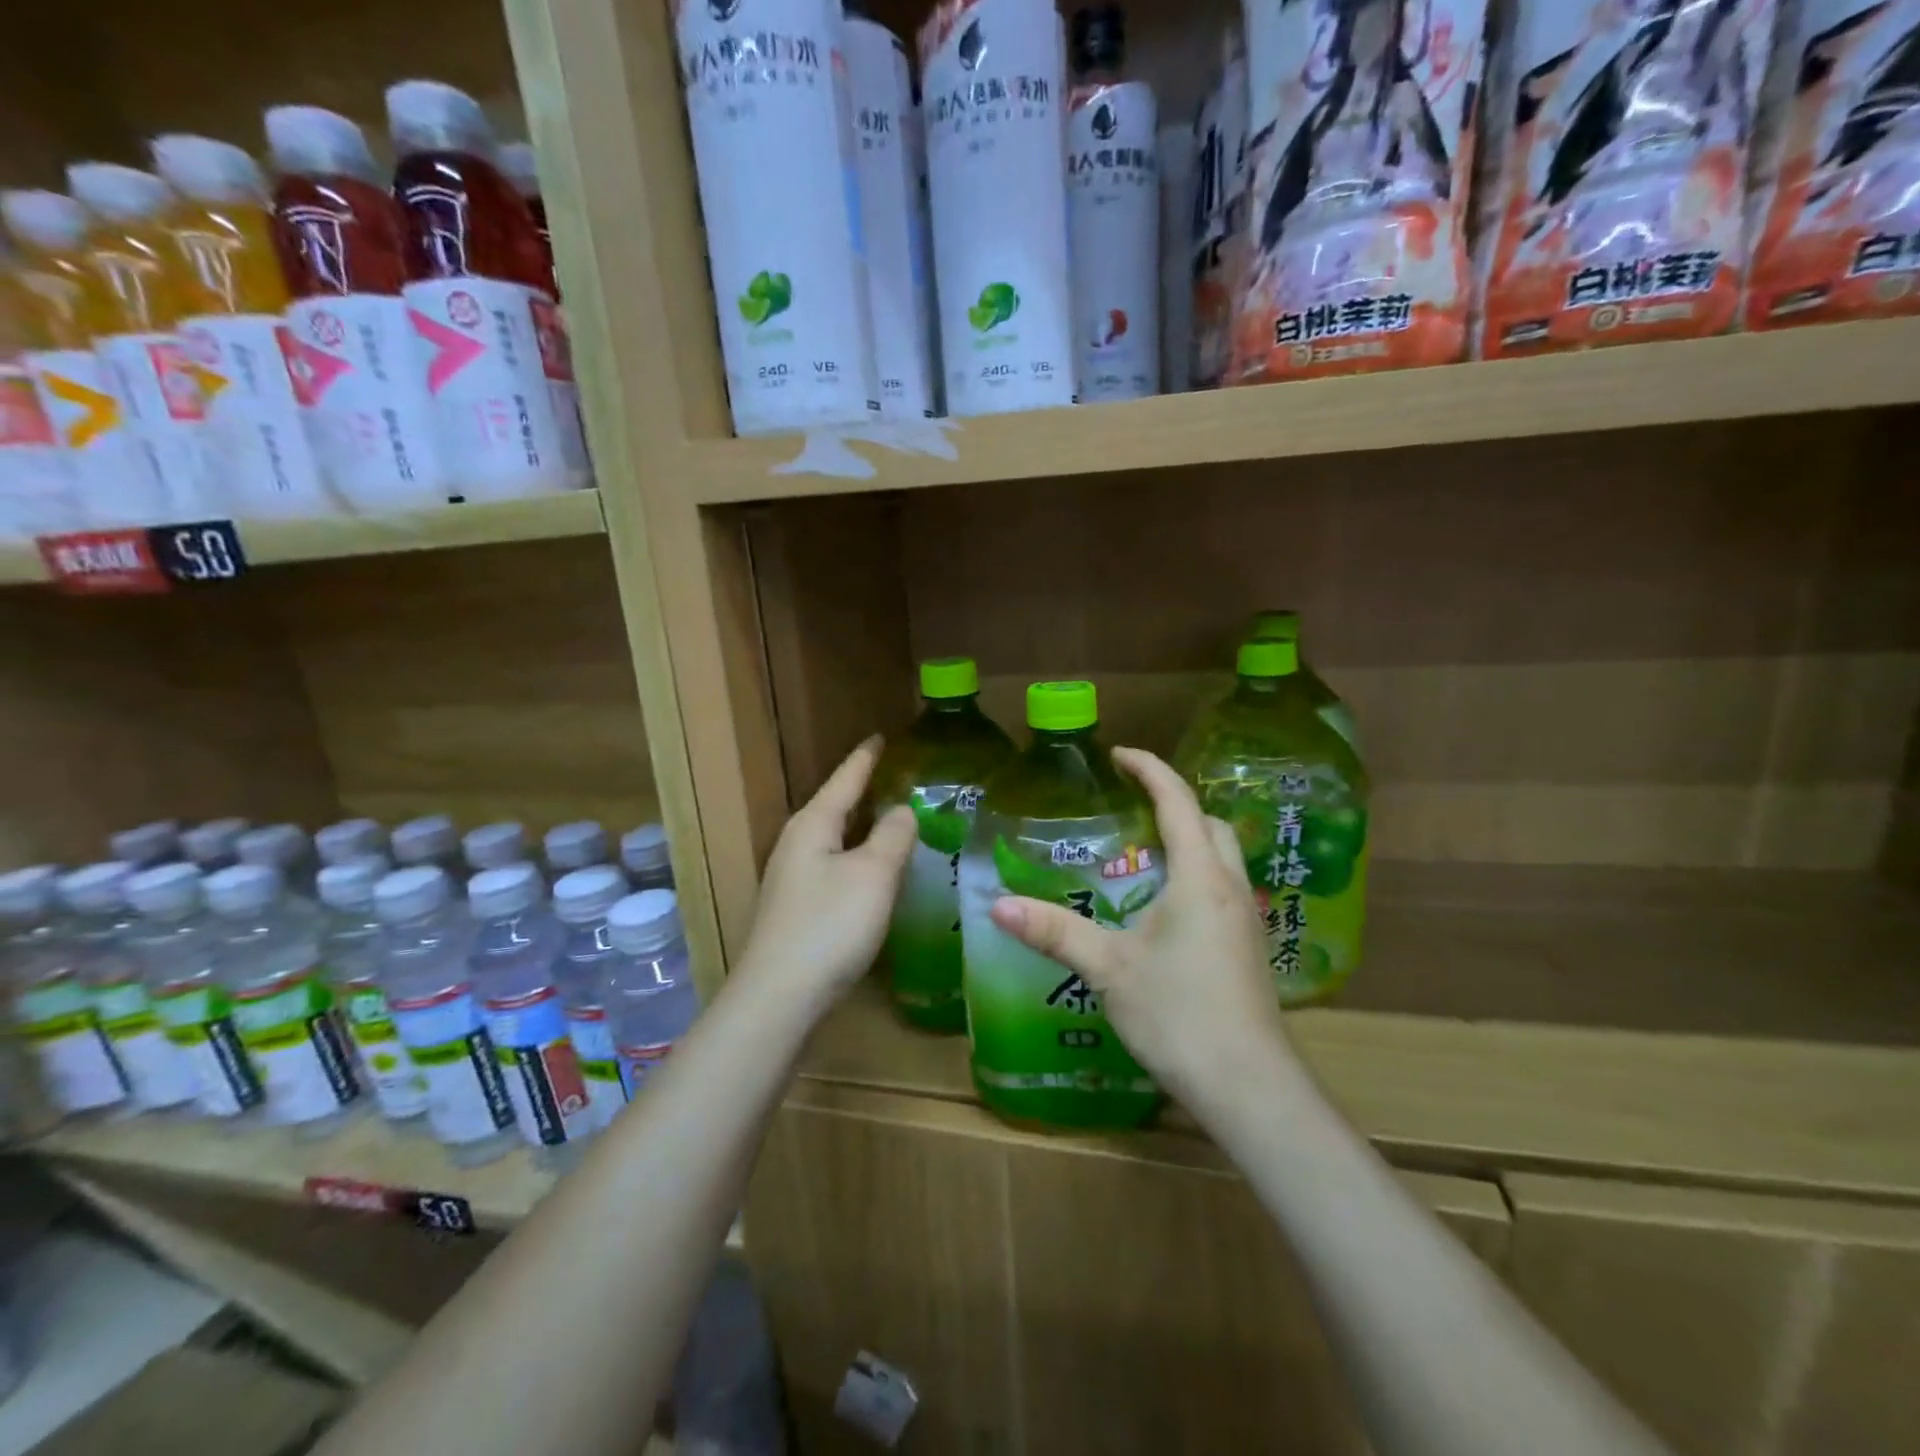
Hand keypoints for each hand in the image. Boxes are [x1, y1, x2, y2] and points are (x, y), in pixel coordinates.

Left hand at [738, 735, 916, 1014]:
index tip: (880, 737)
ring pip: (833, 839)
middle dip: (863, 791)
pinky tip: (872, 871)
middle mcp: (797, 845)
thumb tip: (902, 809)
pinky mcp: (798, 909)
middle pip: (835, 807)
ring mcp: (793, 879)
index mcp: (813, 825)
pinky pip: (833, 867)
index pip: (845, 779)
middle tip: (895, 777)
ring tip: (891, 818)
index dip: (865, 758)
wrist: (780, 997)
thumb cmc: (830, 926)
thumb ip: (893, 836)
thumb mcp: (873, 874)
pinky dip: (856, 858)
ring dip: (861, 827)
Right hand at [988, 747, 1291, 1110]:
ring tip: (1142, 852)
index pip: (1178, 801)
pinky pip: (1222, 887)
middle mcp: (1229, 887)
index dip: (1150, 769)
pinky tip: (1163, 907)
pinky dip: (1195, 873)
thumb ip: (1054, 931)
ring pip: (1222, 856)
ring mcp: (1246, 919)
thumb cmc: (1179, 1014)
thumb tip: (996, 904)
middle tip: (1130, 807)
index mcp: (1199, 877)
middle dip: (1174, 803)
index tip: (1119, 754)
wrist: (1249, 1086)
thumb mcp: (1109, 968)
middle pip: (1210, 823)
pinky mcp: (1248, 947)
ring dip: (1188, 839)